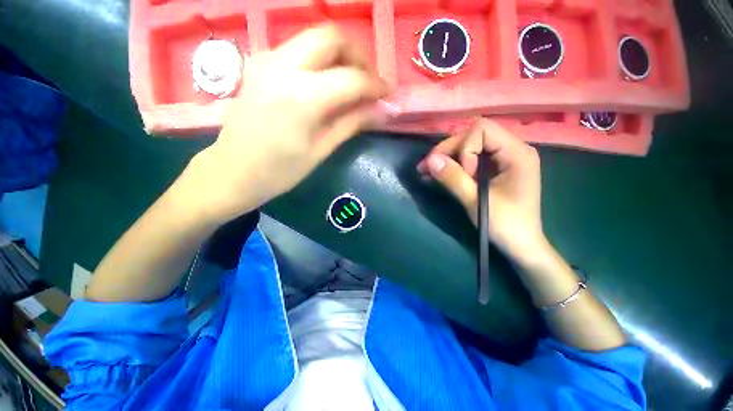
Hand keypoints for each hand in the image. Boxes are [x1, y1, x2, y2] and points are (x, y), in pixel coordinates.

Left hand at [187, 25, 389, 223]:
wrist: (233, 170)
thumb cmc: (280, 171)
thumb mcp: (321, 150)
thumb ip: (351, 124)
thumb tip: (380, 111)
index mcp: (302, 98)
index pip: (352, 78)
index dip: (376, 84)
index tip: (388, 94)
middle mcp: (283, 67)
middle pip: (332, 37)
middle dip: (359, 55)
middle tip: (369, 81)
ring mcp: (267, 60)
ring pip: (315, 37)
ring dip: (340, 54)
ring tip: (351, 82)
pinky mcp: (261, 63)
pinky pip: (299, 49)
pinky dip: (320, 59)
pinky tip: (326, 82)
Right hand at [417, 119, 545, 263]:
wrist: (521, 245)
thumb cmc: (505, 225)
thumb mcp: (476, 202)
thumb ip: (453, 178)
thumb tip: (430, 160)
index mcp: (517, 153)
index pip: (482, 130)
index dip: (464, 148)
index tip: (462, 174)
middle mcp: (512, 149)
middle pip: (473, 136)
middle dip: (448, 151)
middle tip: (426, 168)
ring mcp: (504, 159)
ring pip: (469, 147)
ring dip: (447, 158)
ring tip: (427, 172)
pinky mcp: (495, 169)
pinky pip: (471, 159)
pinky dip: (454, 166)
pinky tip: (438, 175)